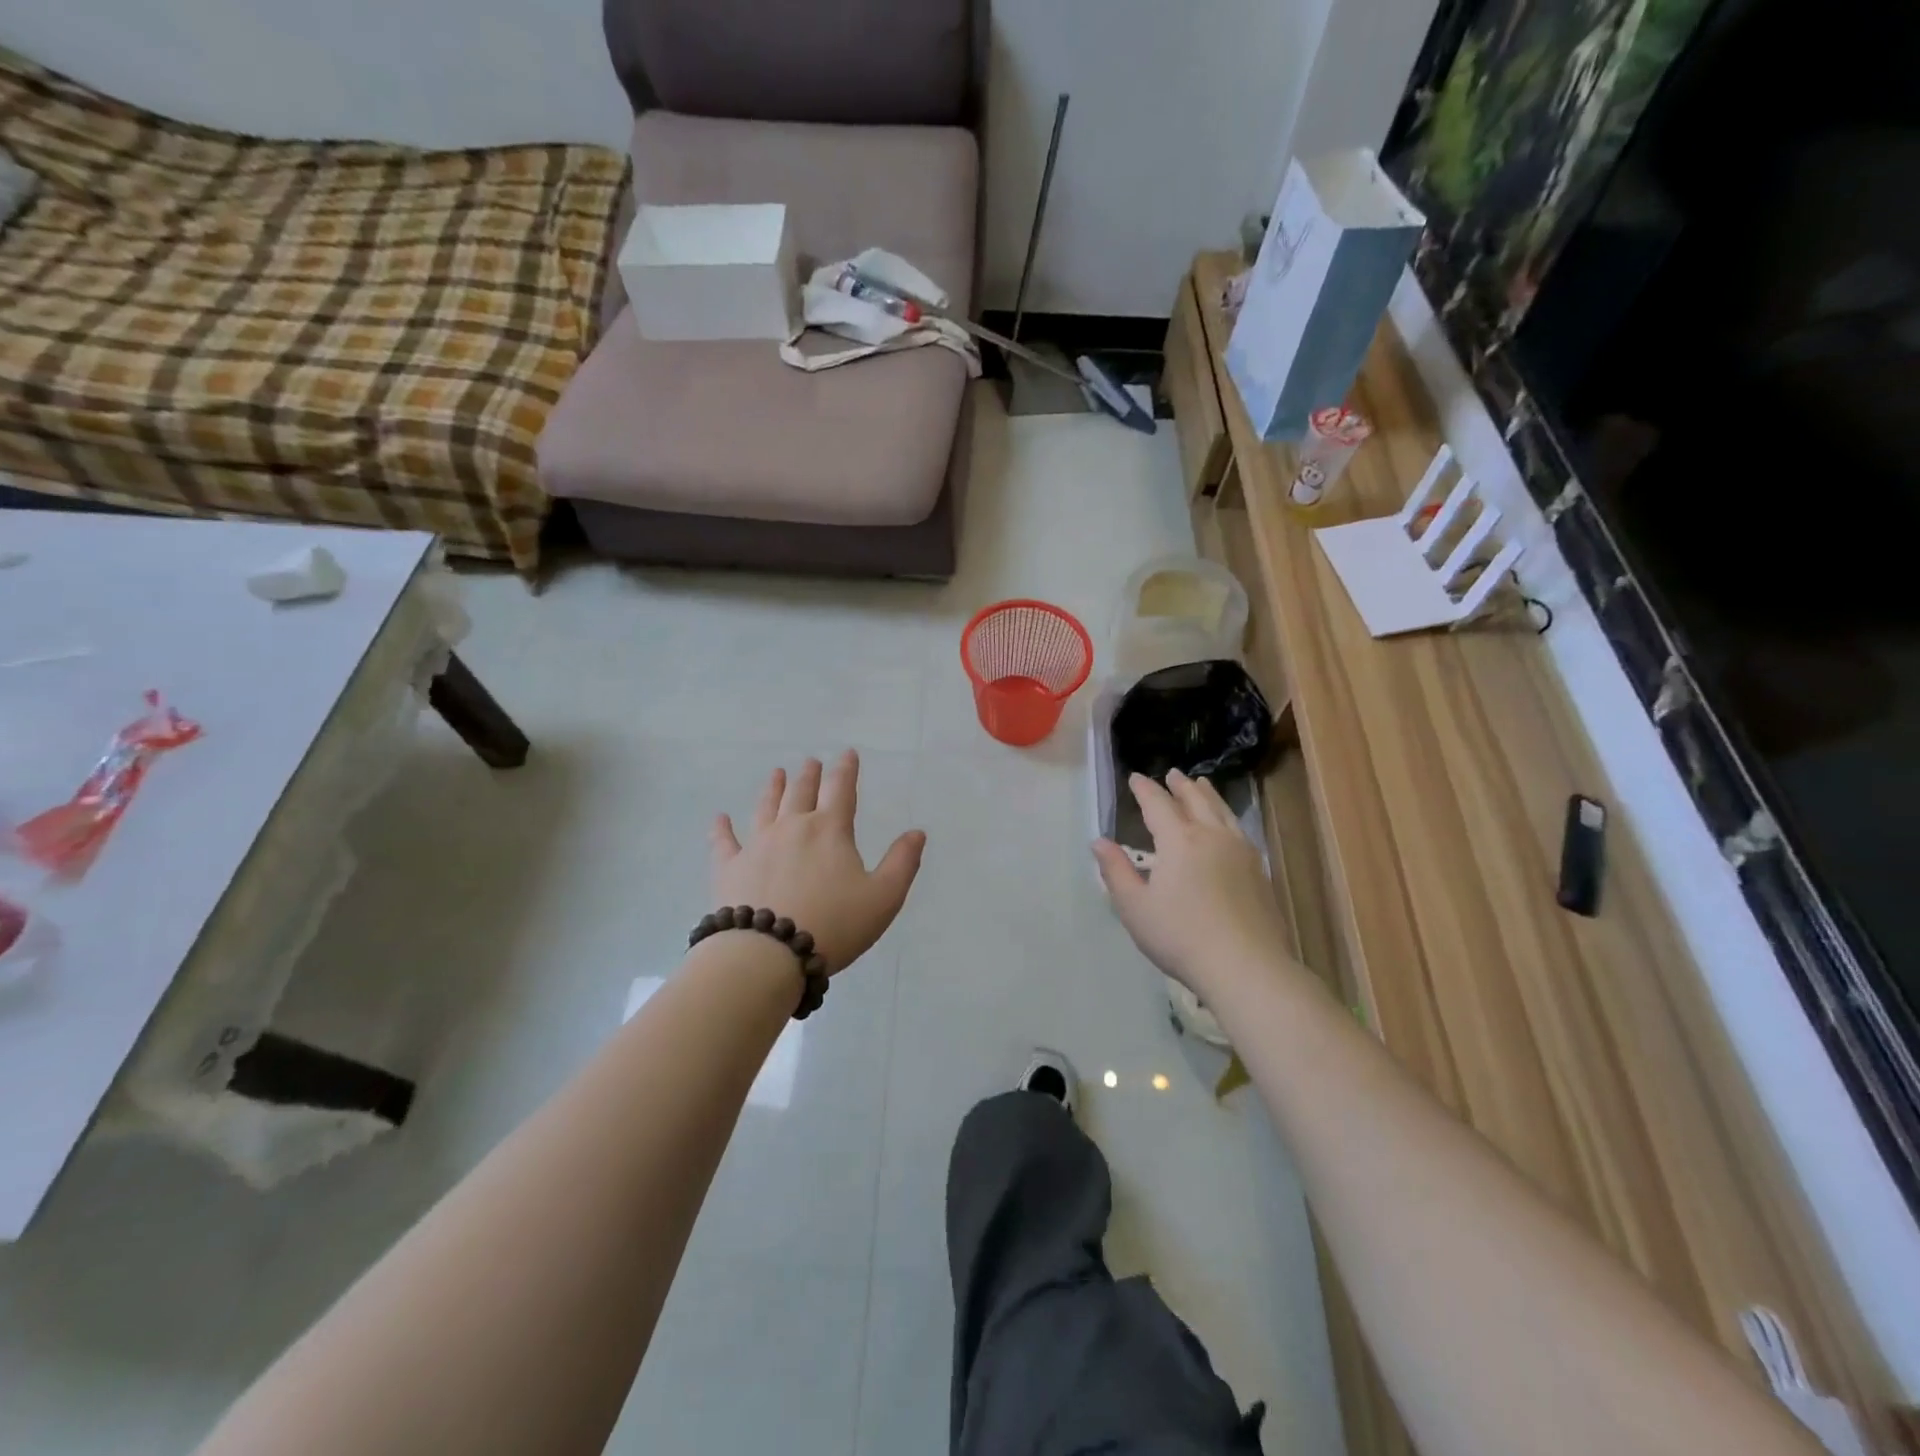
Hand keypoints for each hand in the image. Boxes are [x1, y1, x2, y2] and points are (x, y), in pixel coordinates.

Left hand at [710, 752, 926, 974]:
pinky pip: (724, 842)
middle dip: (809, 775)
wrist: (767, 954)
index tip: (847, 753)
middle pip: (801, 792)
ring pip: (765, 807)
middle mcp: (792, 827)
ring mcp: (757, 845)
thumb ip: (902, 862)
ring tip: (776, 773)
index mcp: (830, 830)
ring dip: (772, 788)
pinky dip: (721, 828)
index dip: (846, 769)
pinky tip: (719, 818)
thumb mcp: (883, 897)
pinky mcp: (729, 868)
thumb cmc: (833, 924)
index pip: (841, 789)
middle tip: (811, 761)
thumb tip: (917, 832)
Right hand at [1093, 769, 1294, 994]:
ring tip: (1202, 784)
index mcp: (1178, 840)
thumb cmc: (1180, 936)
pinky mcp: (1259, 870)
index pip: (1158, 804)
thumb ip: (1116, 871)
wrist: (1245, 966)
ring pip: (1222, 811)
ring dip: (1208, 794)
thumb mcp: (1135, 907)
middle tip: (1173, 774)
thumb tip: (1099, 841)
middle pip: (1195, 800)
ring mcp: (1240, 851)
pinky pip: (1239, 829)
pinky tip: (1228, 825)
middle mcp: (1211, 836)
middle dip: (1180, 786)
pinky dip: (1227, 816)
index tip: (1135, 777)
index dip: (1145, 789)